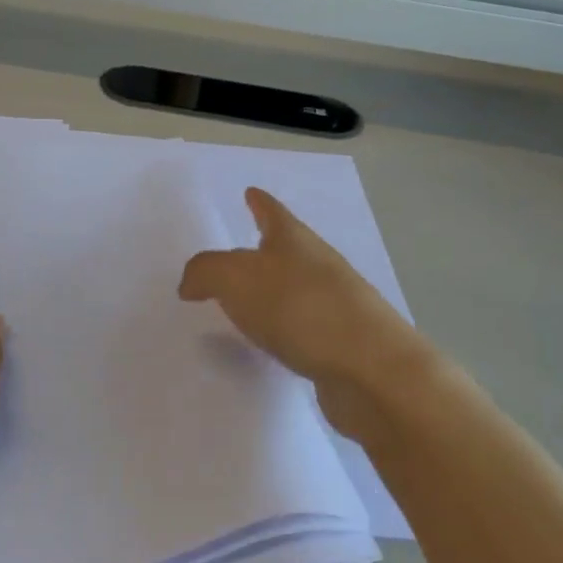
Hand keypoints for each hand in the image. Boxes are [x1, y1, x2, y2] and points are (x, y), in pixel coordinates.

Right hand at [178, 188, 442, 448]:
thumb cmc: (300, 308)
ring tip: (244, 304)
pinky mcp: (342, 345)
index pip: (273, 212)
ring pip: (296, 290)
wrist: (372, 369)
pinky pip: (303, 328)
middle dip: (264, 249)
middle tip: (234, 257)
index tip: (251, 192)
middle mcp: (319, 266)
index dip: (259, 202)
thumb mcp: (234, 278)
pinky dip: (284, 330)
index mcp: (295, 241)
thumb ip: (204, 273)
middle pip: (288, 249)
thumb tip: (191, 284)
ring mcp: (336, 306)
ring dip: (272, 293)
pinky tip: (270, 343)